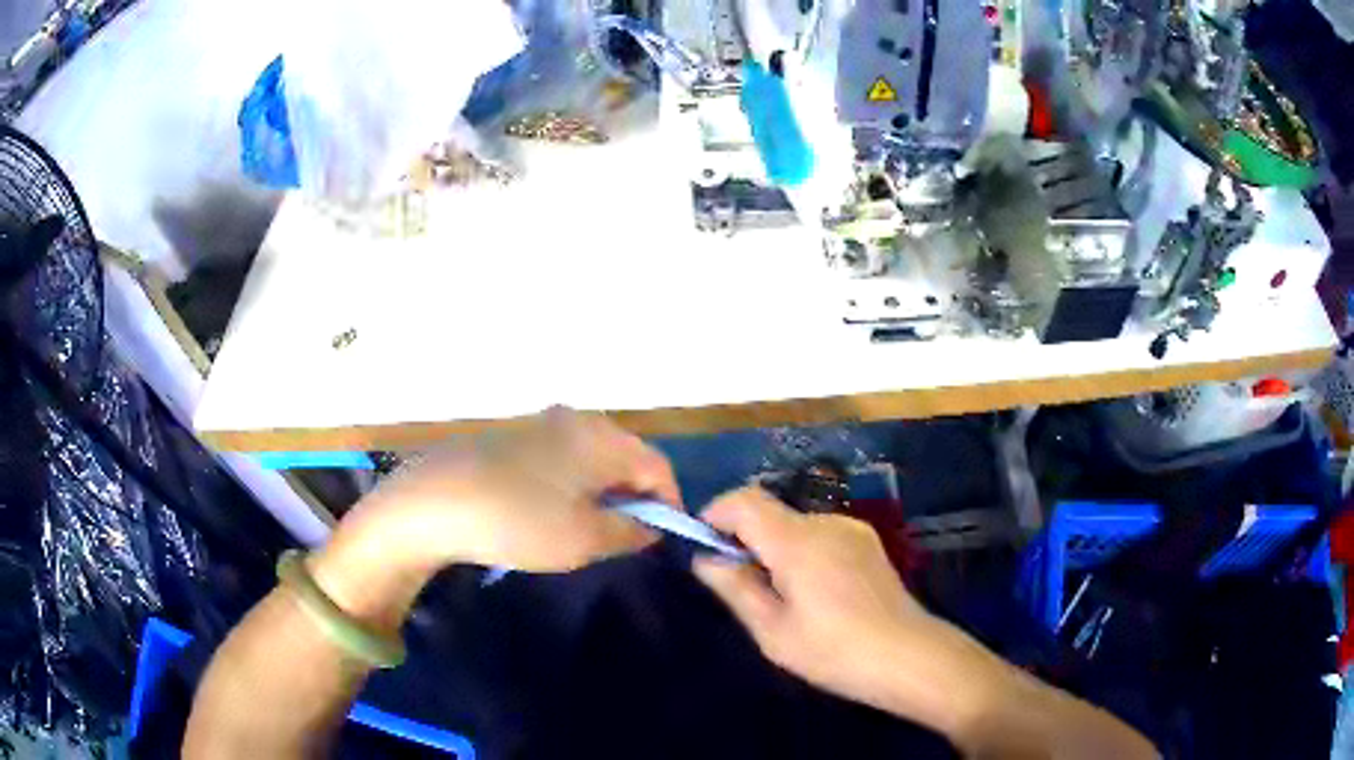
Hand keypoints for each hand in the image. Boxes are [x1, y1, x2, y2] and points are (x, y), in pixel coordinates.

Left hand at [336, 407, 677, 574]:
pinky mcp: (510, 437)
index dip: (668, 505)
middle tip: (625, 538)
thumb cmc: (518, 521)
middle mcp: (574, 419)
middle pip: (624, 457)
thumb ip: (629, 532)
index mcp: (600, 436)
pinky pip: (559, 458)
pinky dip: (569, 484)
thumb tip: (650, 528)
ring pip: (590, 458)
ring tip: (587, 530)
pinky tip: (549, 513)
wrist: (431, 503)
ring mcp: (538, 424)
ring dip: (600, 492)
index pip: (656, 466)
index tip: (660, 541)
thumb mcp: (584, 539)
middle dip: (633, 498)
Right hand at [693, 487, 1001, 734]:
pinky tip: (816, 595)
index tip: (705, 548)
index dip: (716, 514)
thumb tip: (705, 559)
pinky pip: (820, 535)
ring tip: (783, 598)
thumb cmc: (834, 652)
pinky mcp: (868, 542)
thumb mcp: (773, 632)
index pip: (744, 500)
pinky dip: (802, 552)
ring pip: (795, 525)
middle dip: (745, 539)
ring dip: (775, 548)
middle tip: (742, 587)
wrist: (910, 656)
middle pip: (770, 513)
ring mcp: (852, 529)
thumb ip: (735, 588)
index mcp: (797, 541)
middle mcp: (825, 522)